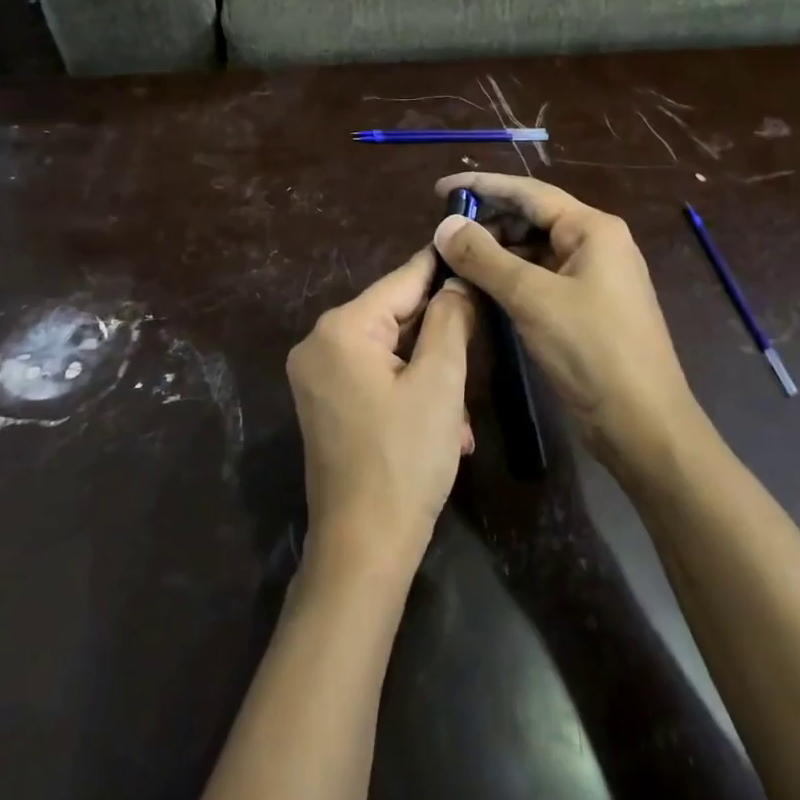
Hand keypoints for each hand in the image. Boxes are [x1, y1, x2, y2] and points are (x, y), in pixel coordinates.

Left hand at [286, 247, 478, 578]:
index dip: (443, 269)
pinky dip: (410, 394)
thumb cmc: (405, 459)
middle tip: (482, 350)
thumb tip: (457, 283)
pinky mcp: (325, 403)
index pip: (402, 280)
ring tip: (460, 419)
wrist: (362, 548)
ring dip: (431, 377)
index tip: (475, 251)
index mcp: (342, 328)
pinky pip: (375, 378)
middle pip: (395, 317)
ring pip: (391, 352)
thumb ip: (450, 320)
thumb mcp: (440, 383)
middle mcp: (319, 343)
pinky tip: (443, 429)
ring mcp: (317, 376)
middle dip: (440, 340)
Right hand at [432, 173, 705, 480]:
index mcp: (592, 229)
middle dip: (487, 223)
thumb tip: (444, 225)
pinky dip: (510, 280)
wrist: (644, 424)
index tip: (438, 190)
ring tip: (453, 262)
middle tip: (442, 236)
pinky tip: (481, 289)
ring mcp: (593, 278)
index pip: (528, 192)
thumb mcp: (532, 298)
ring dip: (496, 254)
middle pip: (531, 219)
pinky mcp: (586, 308)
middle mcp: (596, 244)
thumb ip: (484, 258)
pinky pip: (540, 280)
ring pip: (534, 251)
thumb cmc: (592, 350)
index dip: (481, 186)